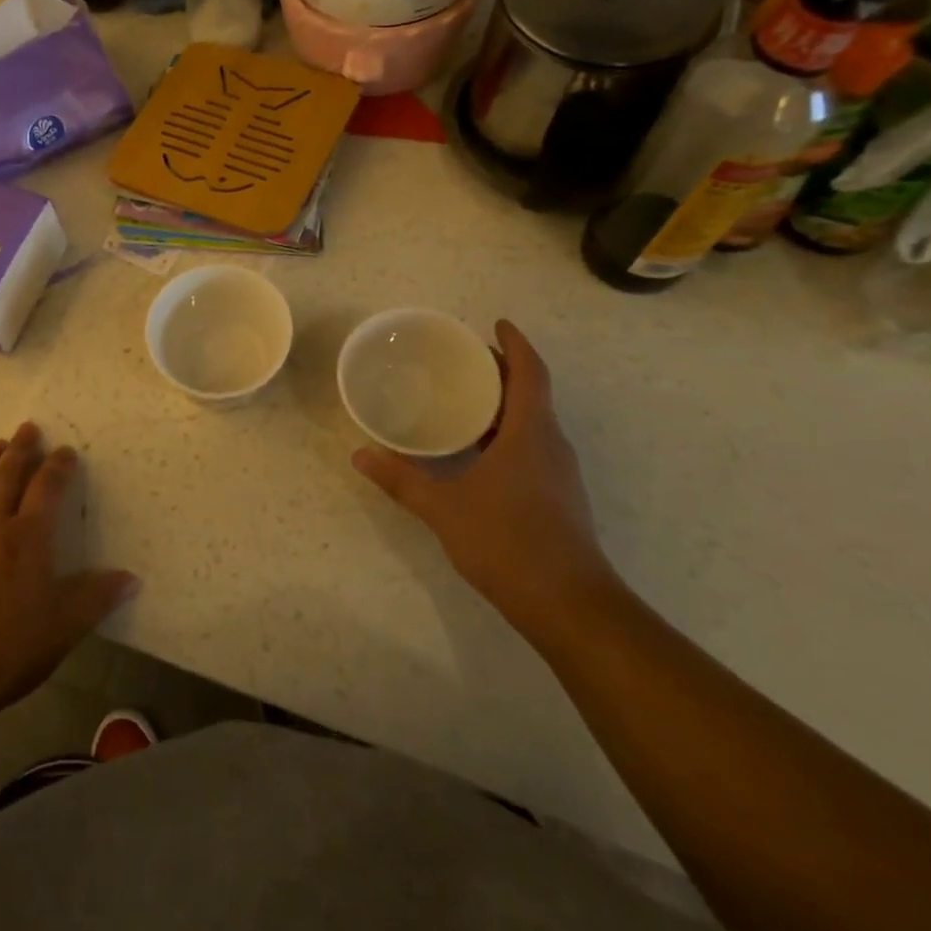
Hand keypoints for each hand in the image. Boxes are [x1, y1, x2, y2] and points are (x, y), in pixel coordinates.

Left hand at [0, 423, 138, 724]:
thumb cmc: (8, 650)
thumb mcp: (64, 627)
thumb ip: (97, 597)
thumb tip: (132, 578)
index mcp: (27, 538)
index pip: (47, 488)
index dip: (58, 467)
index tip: (66, 450)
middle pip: (6, 477)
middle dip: (20, 450)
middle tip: (28, 427)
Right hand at [352, 321, 617, 646]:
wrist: (570, 607)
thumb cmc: (508, 542)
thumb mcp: (444, 508)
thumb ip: (402, 479)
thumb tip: (360, 454)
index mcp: (531, 433)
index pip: (530, 373)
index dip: (515, 344)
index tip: (496, 323)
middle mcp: (551, 445)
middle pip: (531, 393)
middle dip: (502, 371)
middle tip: (462, 359)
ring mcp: (558, 473)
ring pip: (532, 422)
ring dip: (503, 404)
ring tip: (462, 399)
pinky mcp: (558, 498)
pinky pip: (531, 447)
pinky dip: (505, 433)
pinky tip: (476, 452)